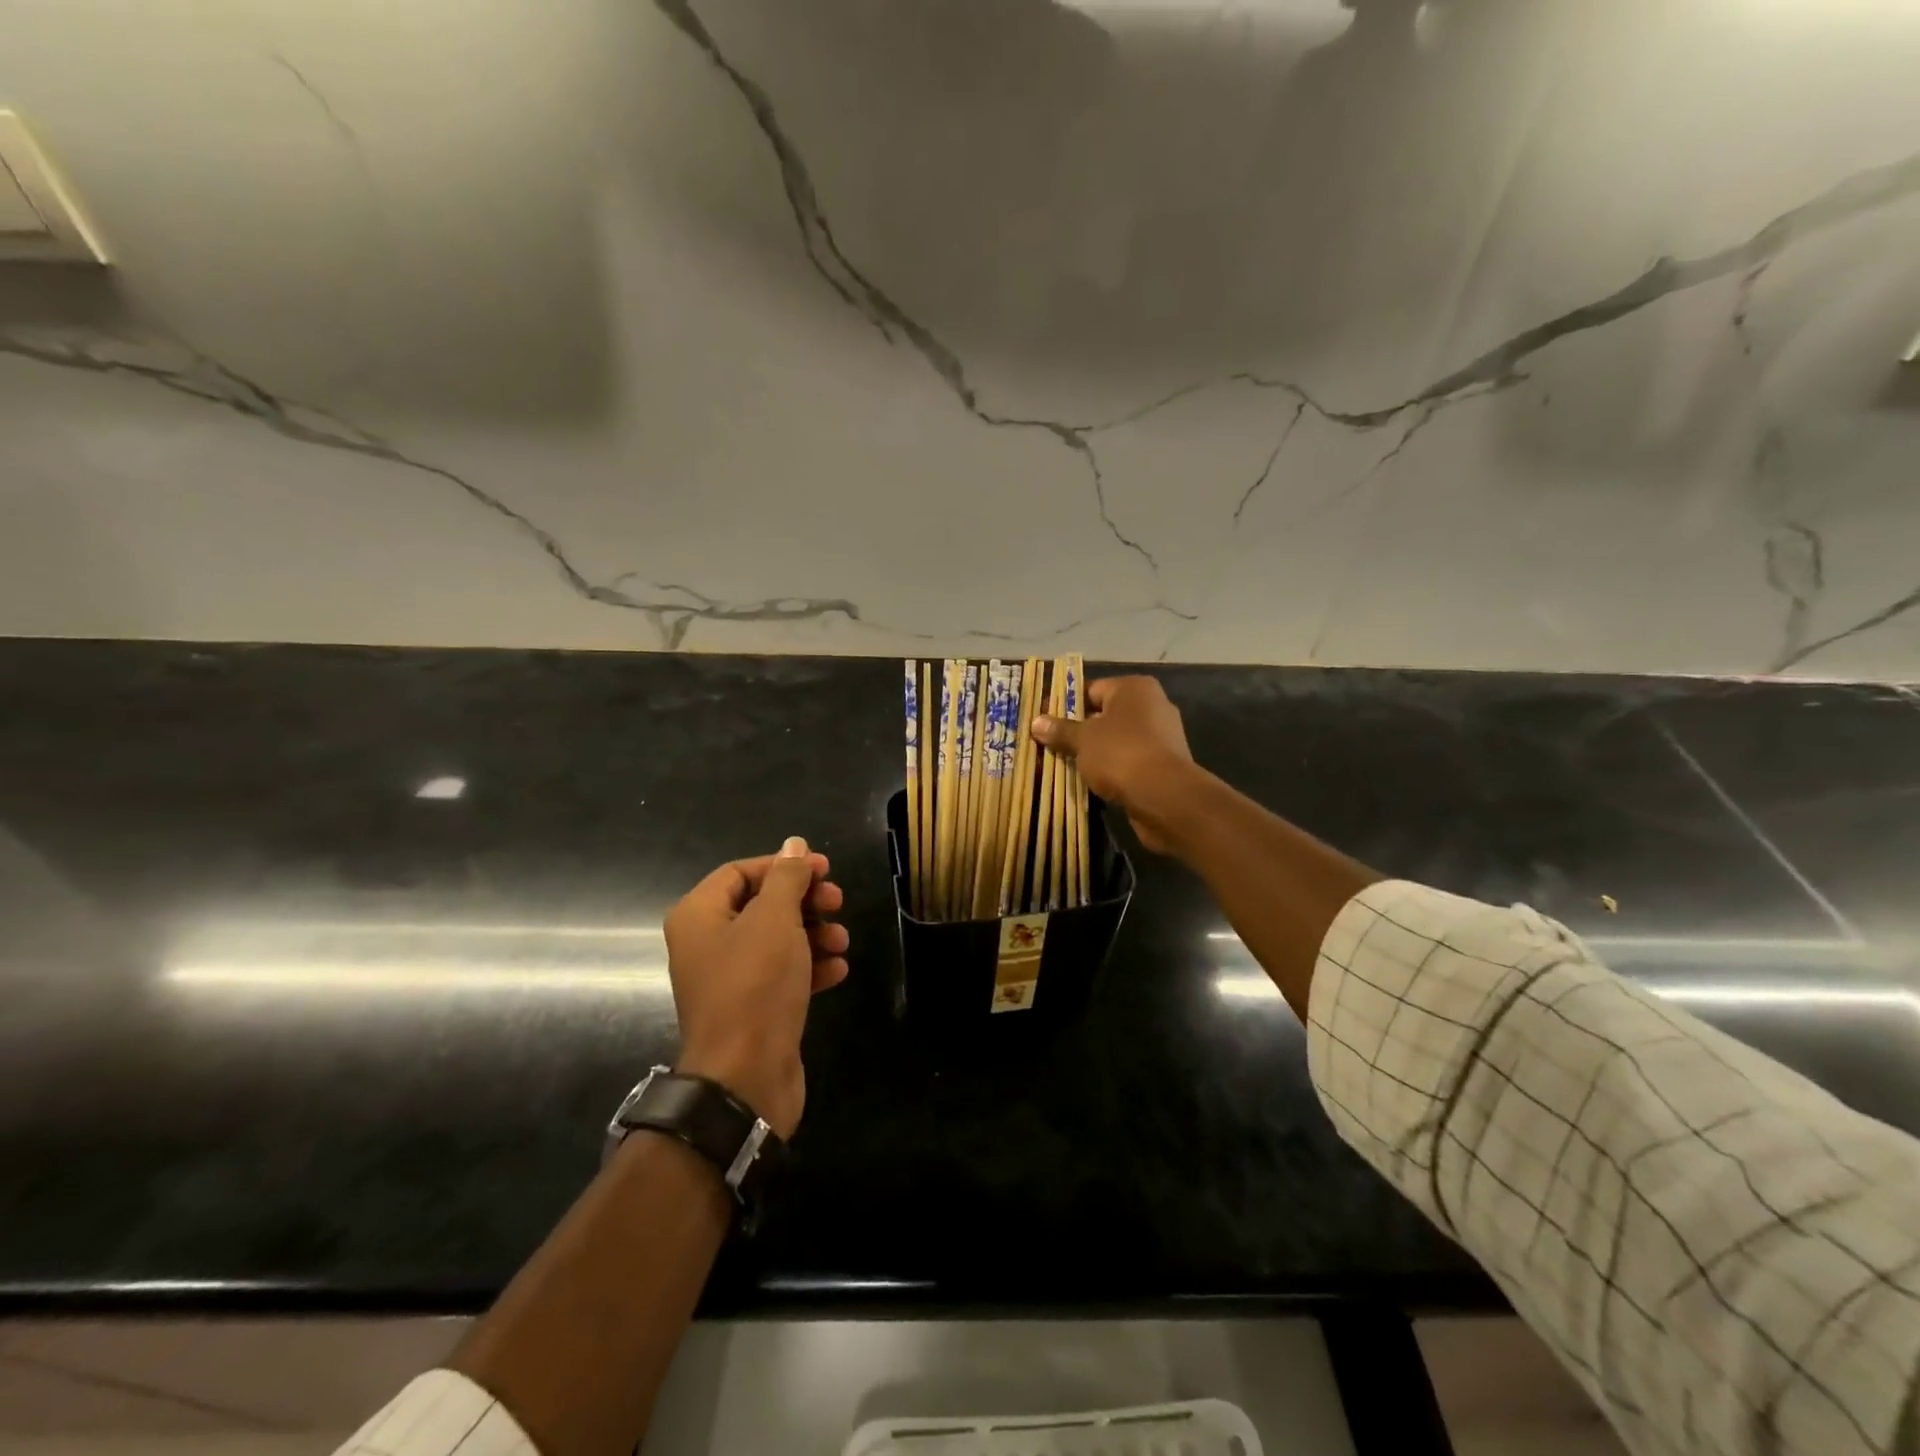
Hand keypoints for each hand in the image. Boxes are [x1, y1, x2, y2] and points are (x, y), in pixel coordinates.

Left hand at [664, 837, 848, 1137]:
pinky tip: (838, 970)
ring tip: (842, 941)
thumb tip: (793, 844)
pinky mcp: (752, 1009)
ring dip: (814, 934)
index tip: (824, 869)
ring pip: (777, 940)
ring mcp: (729, 979)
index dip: (783, 865)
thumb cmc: (755, 984)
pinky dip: (810, 968)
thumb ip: (787, 878)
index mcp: (699, 915)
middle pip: (762, 904)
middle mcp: (708, 944)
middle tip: (837, 902)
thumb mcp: (775, 919)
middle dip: (804, 900)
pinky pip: (782, 975)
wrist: (745, 1077)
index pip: (740, 872)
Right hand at [1031, 676, 1196, 853]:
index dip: (1065, 705)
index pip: (1091, 689)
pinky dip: (1111, 769)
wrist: (1165, 797)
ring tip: (1064, 766)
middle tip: (1049, 745)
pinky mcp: (1164, 764)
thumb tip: (1036, 722)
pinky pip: (1128, 761)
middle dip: (1078, 731)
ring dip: (1094, 753)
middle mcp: (1152, 705)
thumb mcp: (1082, 739)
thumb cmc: (1121, 754)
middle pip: (1104, 715)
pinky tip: (1091, 782)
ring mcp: (1162, 736)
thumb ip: (1060, 730)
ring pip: (1116, 740)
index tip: (1043, 722)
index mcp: (1134, 688)